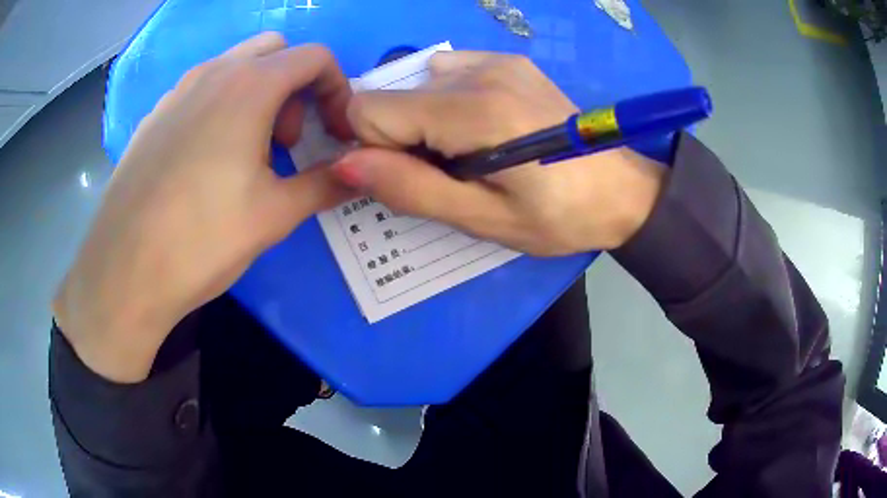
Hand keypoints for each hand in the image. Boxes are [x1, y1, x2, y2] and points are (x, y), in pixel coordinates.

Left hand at [53, 34, 353, 382]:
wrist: (124, 272)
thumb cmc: (201, 240)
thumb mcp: (275, 215)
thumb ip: (326, 184)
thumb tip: (358, 174)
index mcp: (249, 86)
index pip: (315, 57)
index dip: (337, 89)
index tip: (332, 132)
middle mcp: (213, 73)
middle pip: (275, 51)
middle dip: (295, 85)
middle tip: (286, 140)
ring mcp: (178, 91)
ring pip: (235, 66)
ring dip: (257, 94)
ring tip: (246, 152)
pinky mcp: (154, 116)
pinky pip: (200, 90)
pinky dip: (220, 106)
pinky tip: (206, 160)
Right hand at [332, 51, 665, 255]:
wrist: (621, 190)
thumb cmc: (559, 217)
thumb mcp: (483, 219)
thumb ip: (411, 189)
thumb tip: (346, 164)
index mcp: (474, 112)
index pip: (369, 110)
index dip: (371, 148)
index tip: (406, 175)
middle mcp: (479, 71)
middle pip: (391, 96)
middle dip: (399, 138)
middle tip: (448, 171)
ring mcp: (496, 60)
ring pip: (417, 85)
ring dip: (424, 122)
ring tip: (470, 152)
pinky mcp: (508, 60)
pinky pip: (447, 72)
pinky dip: (446, 101)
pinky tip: (482, 125)